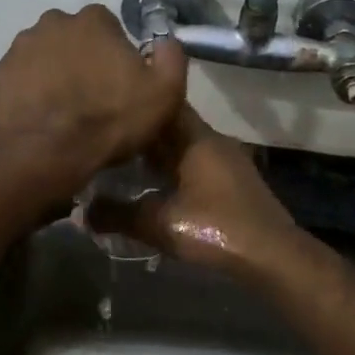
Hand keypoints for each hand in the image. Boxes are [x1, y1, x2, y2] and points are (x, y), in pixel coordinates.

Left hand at [0, 5, 186, 194]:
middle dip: (83, 59)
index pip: (109, 27)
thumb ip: (171, 57)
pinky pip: (23, 76)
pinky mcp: (1, 72)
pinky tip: (43, 114)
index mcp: (93, 20)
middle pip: (75, 38)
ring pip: (47, 54)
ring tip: (65, 108)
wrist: (46, 152)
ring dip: (56, 72)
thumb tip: (166, 40)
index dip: (116, 54)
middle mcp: (54, 22)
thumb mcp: (164, 93)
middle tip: (92, 96)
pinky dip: (32, 89)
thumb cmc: (109, 119)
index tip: (119, 82)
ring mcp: (22, 46)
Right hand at [84, 106, 308, 283]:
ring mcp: (225, 160)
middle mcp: (212, 140)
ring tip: (122, 157)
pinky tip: (154, 184)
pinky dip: (173, 166)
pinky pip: (194, 161)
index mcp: (196, 138)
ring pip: (183, 144)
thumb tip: (81, 212)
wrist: (274, 256)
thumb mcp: (161, 223)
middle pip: (171, 124)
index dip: (137, 98)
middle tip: (106, 132)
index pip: (163, 102)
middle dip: (141, 128)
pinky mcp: (232, 181)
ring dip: (157, 150)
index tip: (109, 101)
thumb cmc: (217, 228)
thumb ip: (120, 216)